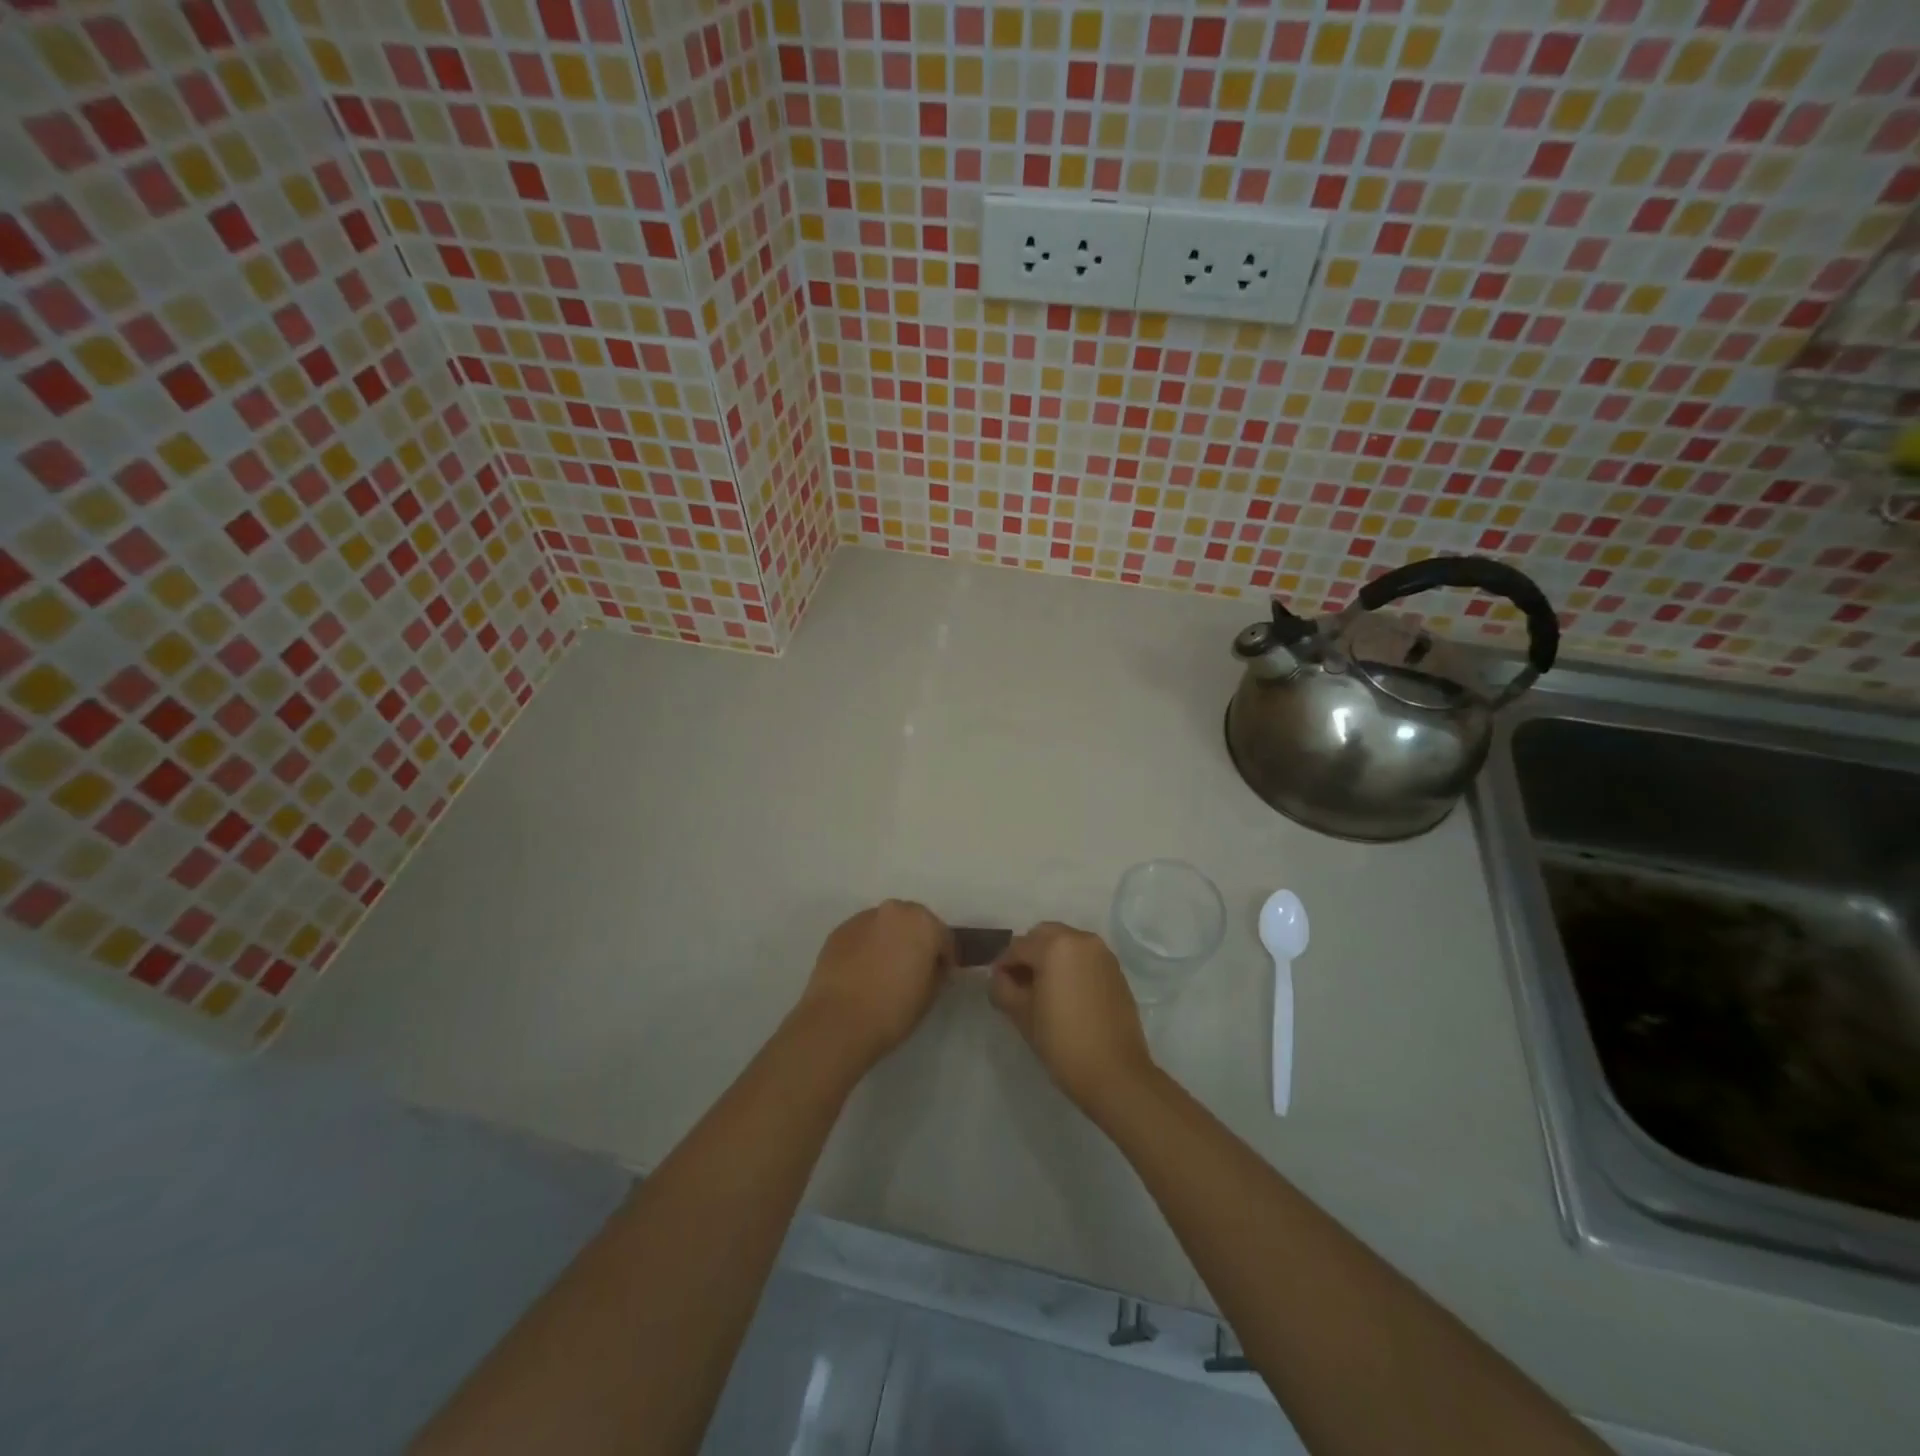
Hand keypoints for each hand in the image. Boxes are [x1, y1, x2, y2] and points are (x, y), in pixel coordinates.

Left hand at [795, 900, 952, 1070]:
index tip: (939, 977)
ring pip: (884, 926)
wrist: (839, 1021)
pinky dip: (865, 948)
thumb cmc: (893, 1009)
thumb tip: (930, 965)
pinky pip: (861, 936)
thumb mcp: (930, 994)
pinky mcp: (838, 931)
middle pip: (912, 923)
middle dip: (915, 942)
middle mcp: (893, 910)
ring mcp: (862, 918)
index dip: (944, 958)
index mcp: (922, 922)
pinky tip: (861, 973)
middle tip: (912, 970)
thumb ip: (936, 971)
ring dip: (888, 941)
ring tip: (883, 971)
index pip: (943, 937)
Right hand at [989, 922, 1154, 1116]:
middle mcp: (1081, 939)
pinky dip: (1070, 965)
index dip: (1003, 965)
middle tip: (1019, 983)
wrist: (1115, 1073)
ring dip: (1050, 957)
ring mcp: (1102, 953)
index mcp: (1055, 946)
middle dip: (1028, 954)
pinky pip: (1084, 957)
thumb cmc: (1062, 1042)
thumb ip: (1003, 988)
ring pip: (1066, 943)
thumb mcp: (1022, 1014)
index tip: (997, 985)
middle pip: (1043, 936)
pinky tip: (1065, 993)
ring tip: (1042, 989)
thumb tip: (999, 977)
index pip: (1018, 947)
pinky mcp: (1116, 970)